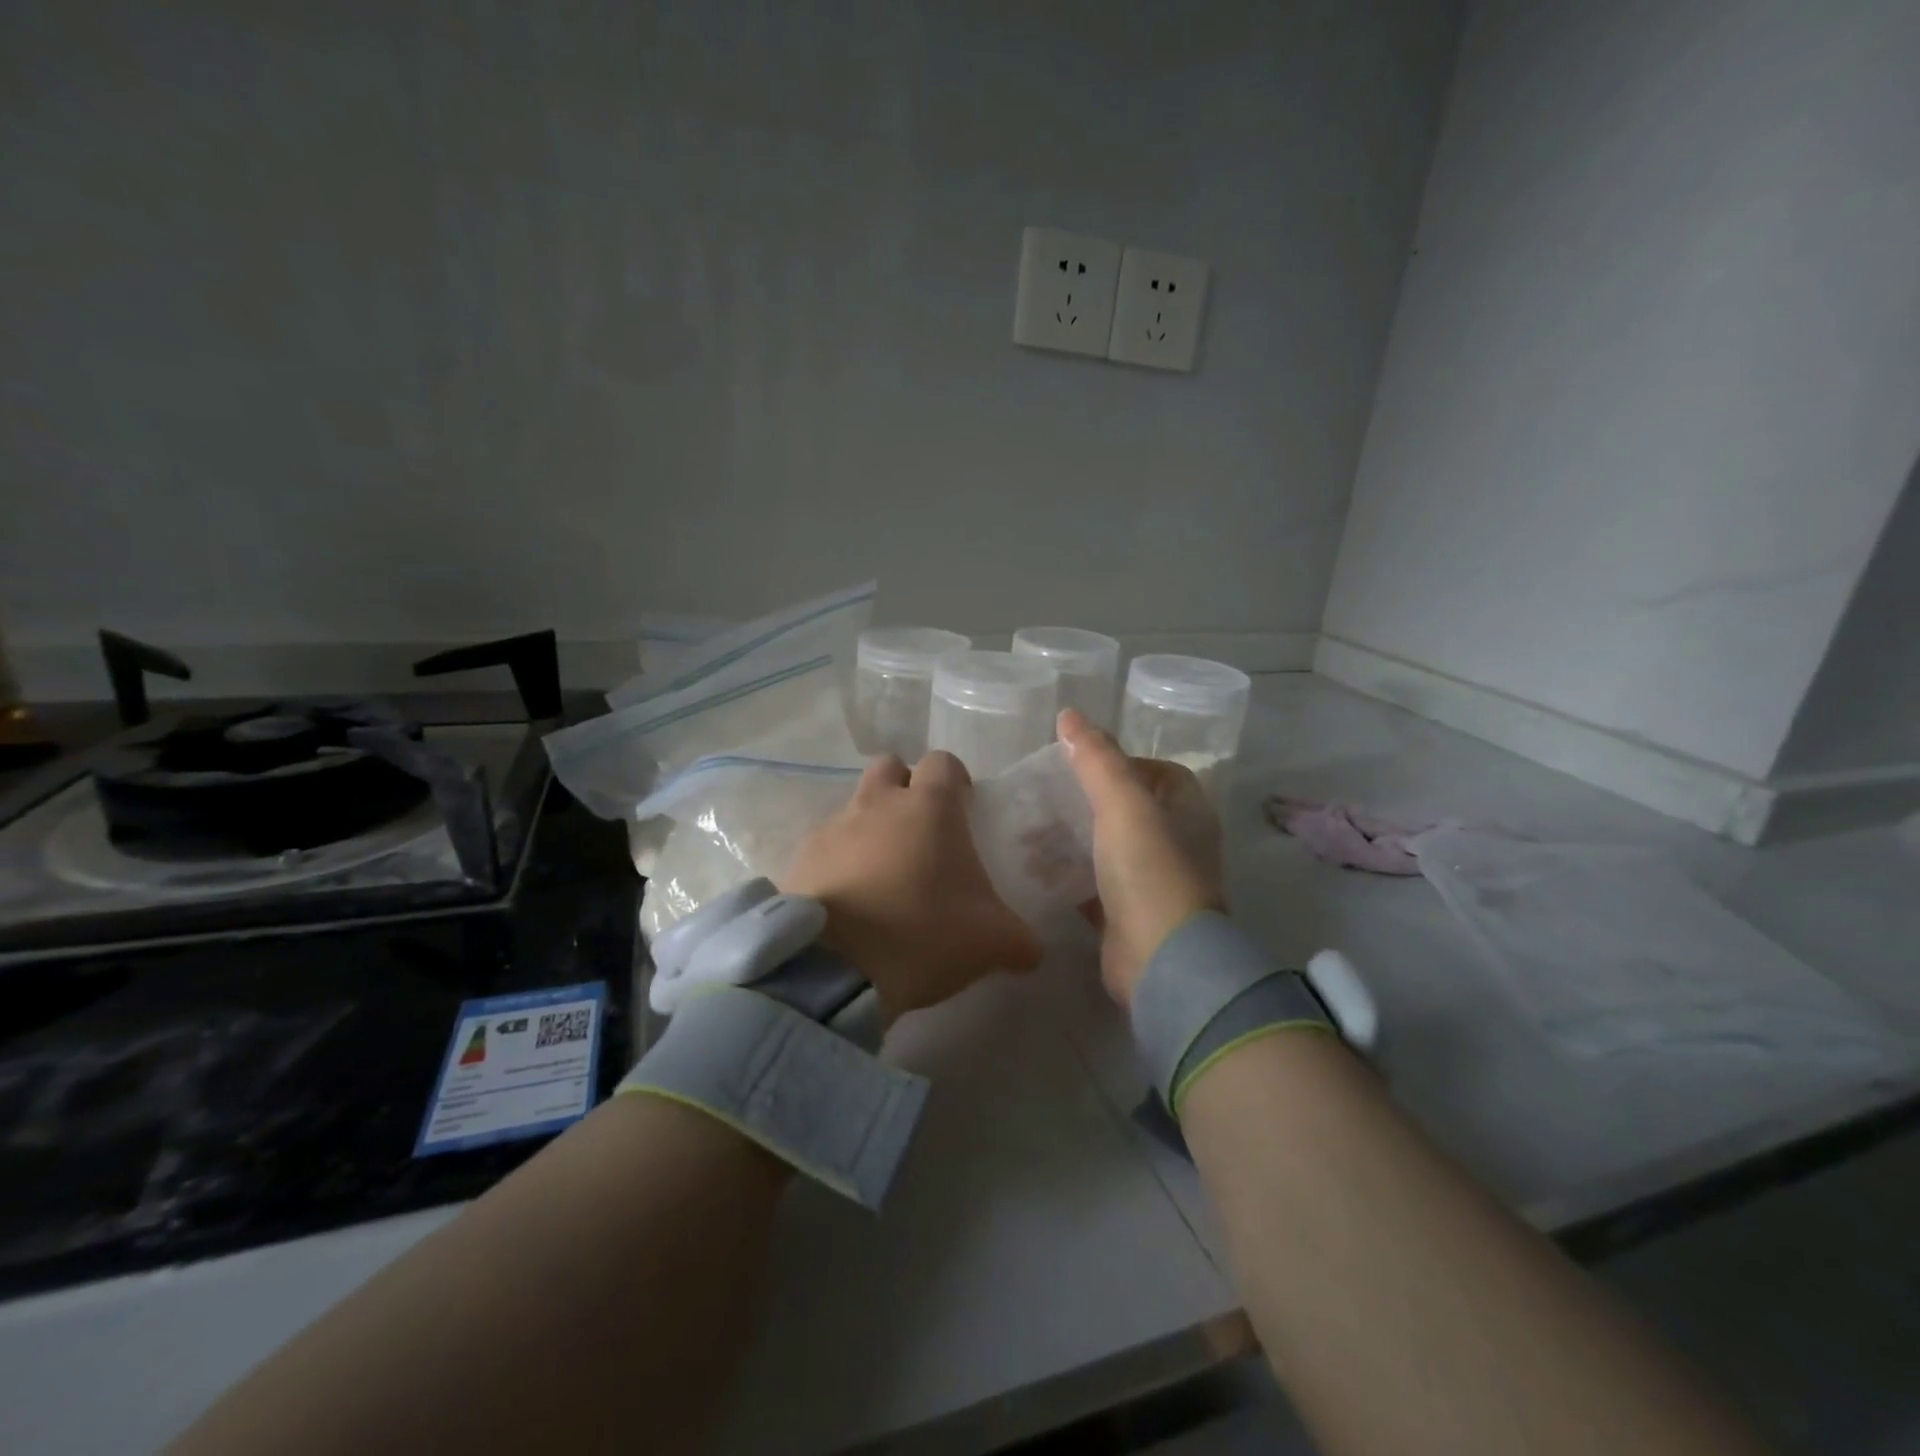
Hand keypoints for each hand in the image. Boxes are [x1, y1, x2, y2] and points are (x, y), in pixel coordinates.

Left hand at [781, 751, 1041, 1023]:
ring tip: (883, 874)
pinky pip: (825, 845)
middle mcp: (879, 802)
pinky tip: (849, 900)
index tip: (964, 808)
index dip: (956, 780)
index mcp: (930, 806)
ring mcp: (834, 826)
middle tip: (921, 832)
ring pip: (855, 805)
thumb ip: (1019, 940)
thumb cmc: (925, 935)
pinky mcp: (801, 857)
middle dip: (905, 788)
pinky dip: (838, 860)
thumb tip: (1031, 951)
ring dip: (870, 825)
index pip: (943, 762)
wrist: (836, 968)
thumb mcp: (991, 943)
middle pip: (890, 767)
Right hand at [1058, 708, 1224, 1008]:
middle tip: (1047, 793)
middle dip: (1089, 800)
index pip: (1162, 773)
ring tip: (1031, 829)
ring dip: (1075, 838)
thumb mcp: (1122, 802)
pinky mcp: (1127, 916)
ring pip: (1109, 849)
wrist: (1160, 960)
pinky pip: (1095, 886)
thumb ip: (1096, 757)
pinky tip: (1036, 869)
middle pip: (1131, 810)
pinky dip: (1070, 876)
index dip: (1126, 762)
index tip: (1084, 763)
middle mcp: (1177, 846)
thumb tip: (1069, 714)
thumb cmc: (1149, 870)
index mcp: (1188, 813)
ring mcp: (1153, 884)